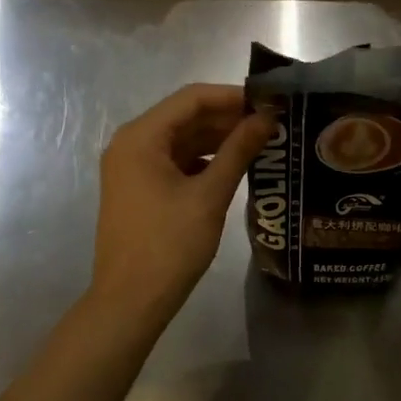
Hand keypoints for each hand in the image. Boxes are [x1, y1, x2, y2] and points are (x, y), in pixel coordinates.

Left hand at [92, 84, 272, 322]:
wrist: (129, 304)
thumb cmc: (169, 245)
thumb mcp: (210, 195)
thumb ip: (239, 150)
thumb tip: (267, 118)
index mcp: (141, 137)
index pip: (192, 98)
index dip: (232, 96)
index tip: (269, 102)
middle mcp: (131, 143)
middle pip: (185, 116)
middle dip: (227, 118)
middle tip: (271, 123)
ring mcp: (132, 166)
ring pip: (182, 138)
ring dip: (218, 138)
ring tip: (260, 142)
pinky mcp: (138, 187)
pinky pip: (175, 160)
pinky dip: (203, 159)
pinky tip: (234, 166)